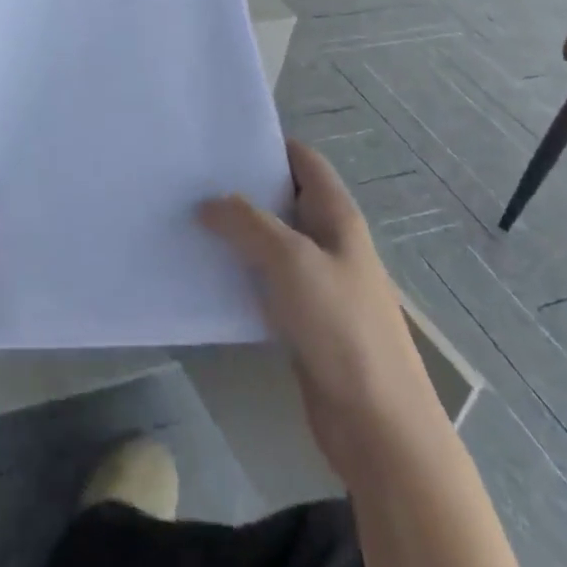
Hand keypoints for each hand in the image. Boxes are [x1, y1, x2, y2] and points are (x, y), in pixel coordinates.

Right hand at [200, 139, 429, 480]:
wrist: (378, 426)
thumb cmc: (342, 327)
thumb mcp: (291, 260)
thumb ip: (247, 222)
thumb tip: (208, 203)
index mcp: (337, 216)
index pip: (303, 160)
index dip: (268, 144)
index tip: (220, 139)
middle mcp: (329, 241)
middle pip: (283, 198)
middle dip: (241, 187)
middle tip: (191, 177)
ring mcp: (318, 282)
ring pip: (271, 241)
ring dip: (236, 231)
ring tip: (188, 218)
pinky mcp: (304, 319)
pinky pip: (266, 281)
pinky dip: (239, 271)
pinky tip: (206, 271)